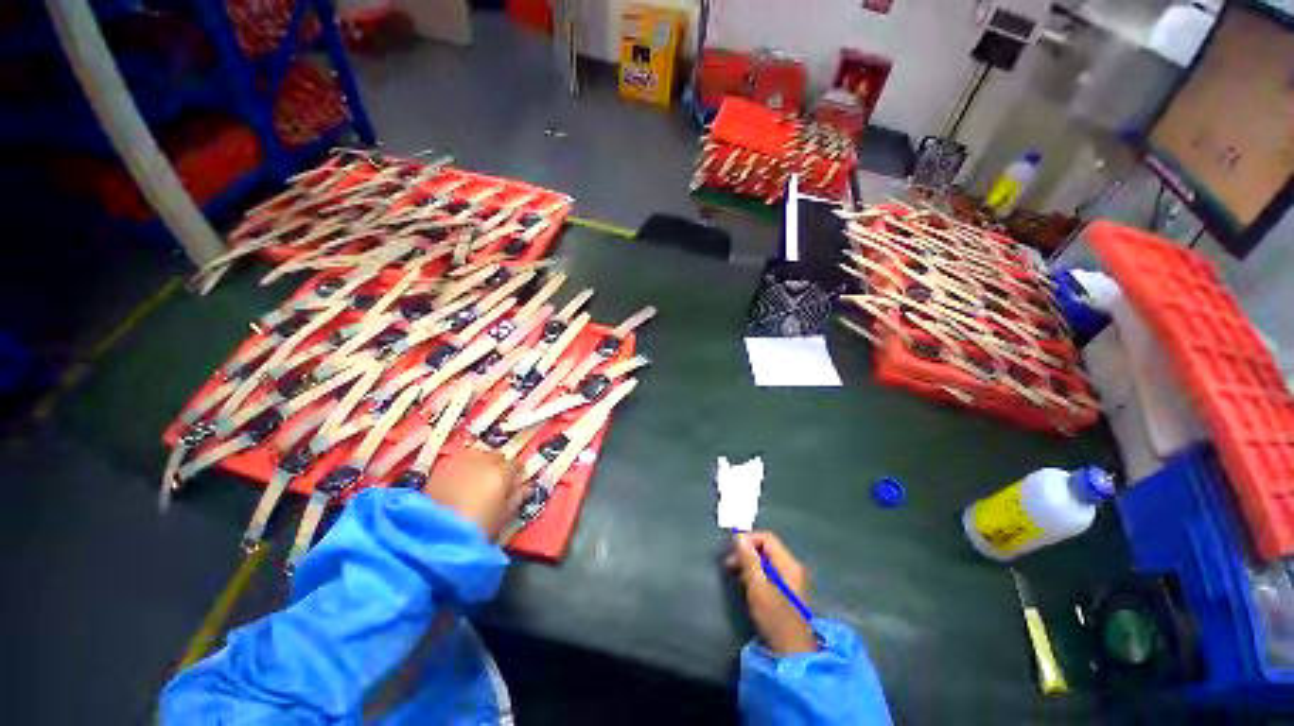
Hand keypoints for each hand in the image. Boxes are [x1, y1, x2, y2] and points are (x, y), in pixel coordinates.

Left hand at [422, 449, 525, 540]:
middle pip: (496, 455)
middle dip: (498, 466)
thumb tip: (528, 487)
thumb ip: (517, 498)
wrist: (435, 536)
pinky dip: (461, 467)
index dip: (516, 474)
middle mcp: (483, 461)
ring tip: (476, 479)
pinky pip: (457, 461)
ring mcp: (460, 462)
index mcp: (502, 472)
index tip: (514, 484)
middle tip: (495, 482)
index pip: (516, 465)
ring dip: (479, 463)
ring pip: (476, 454)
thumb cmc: (478, 528)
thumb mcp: (503, 516)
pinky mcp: (440, 469)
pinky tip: (458, 481)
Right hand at [725, 531, 816, 654]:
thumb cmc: (774, 618)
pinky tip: (744, 583)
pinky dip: (755, 573)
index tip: (731, 549)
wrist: (791, 652)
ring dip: (749, 562)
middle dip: (747, 551)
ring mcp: (791, 579)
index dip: (748, 539)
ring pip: (766, 560)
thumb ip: (749, 560)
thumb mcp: (757, 587)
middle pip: (767, 548)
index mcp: (788, 564)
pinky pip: (769, 572)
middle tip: (729, 563)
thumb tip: (739, 536)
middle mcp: (792, 567)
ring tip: (734, 573)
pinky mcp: (786, 591)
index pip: (767, 538)